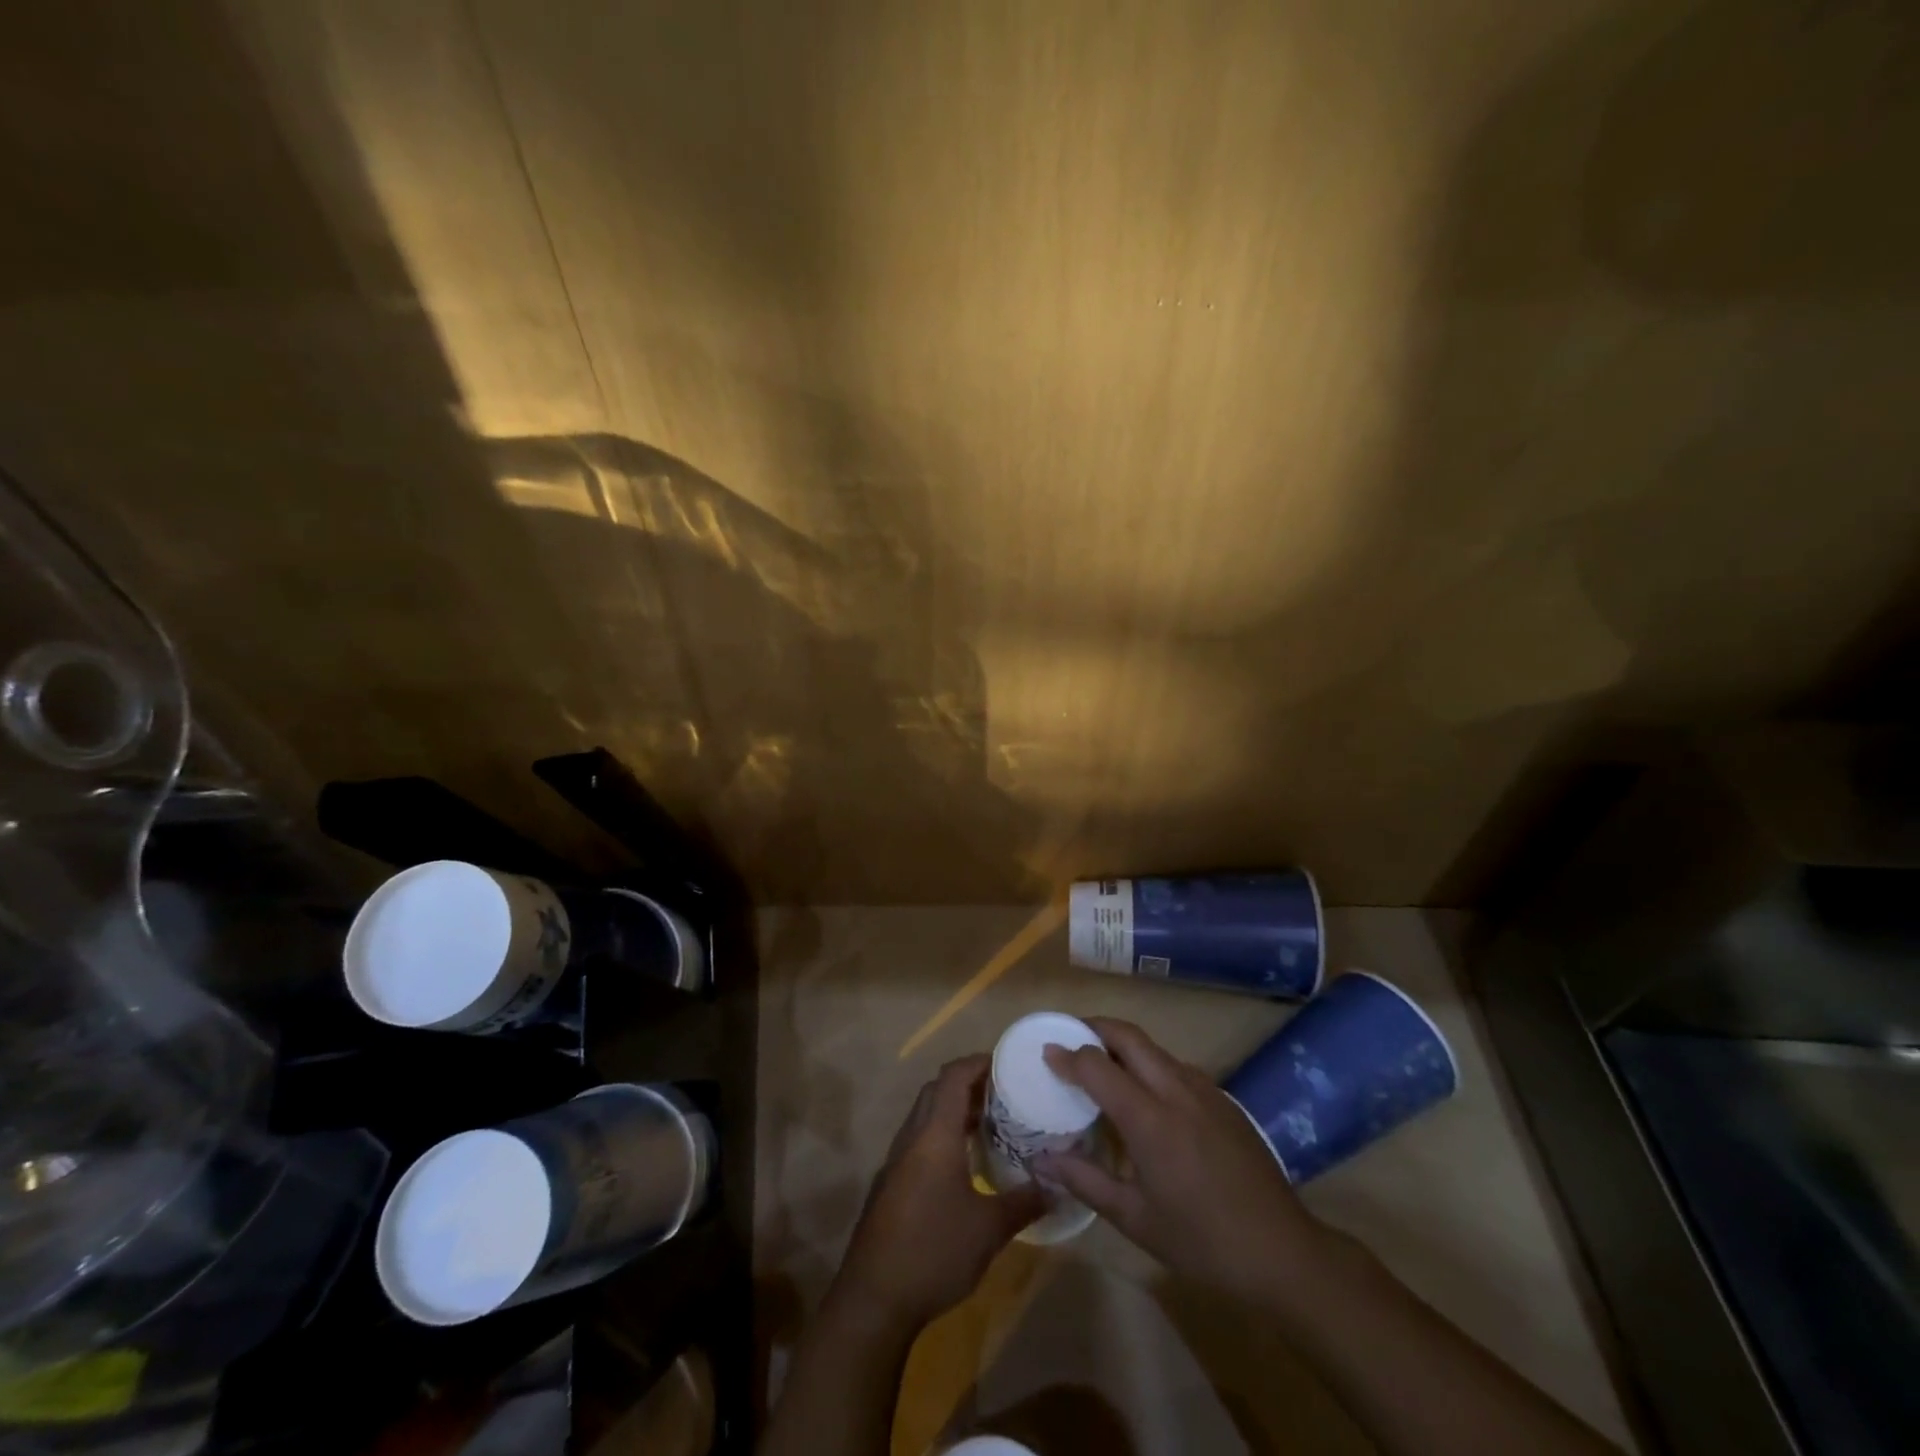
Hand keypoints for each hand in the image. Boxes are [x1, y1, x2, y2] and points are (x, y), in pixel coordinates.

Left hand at [833, 1055, 1044, 1330]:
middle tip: (1003, 1094)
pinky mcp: (890, 1184)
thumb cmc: (934, 1251)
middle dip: (968, 1084)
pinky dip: (941, 1135)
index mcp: (935, 1135)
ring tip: (988, 1125)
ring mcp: (896, 1160)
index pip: (953, 1076)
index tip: (1007, 1064)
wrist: (873, 1299)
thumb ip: (1023, 1202)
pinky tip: (963, 1165)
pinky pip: (918, 1141)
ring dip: (953, 1110)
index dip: (978, 1062)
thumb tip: (1056, 1186)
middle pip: (937, 1090)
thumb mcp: (989, 1230)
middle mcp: (912, 1137)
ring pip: (925, 1116)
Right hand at [1036, 1017, 1326, 1293]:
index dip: (1068, 1055)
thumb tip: (1041, 1160)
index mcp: (1149, 1119)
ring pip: (1154, 1048)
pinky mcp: (1223, 1099)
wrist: (1282, 1251)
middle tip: (1070, 1040)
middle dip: (1094, 1027)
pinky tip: (1146, 1097)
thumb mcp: (1135, 1219)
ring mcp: (1204, 1090)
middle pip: (1128, 1036)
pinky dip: (1149, 1064)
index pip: (1097, 1065)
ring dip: (1123, 1044)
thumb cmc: (1201, 1241)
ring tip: (1102, 1066)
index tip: (1047, 1053)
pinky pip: (1176, 1066)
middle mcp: (1175, 1090)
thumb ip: (1084, 1181)